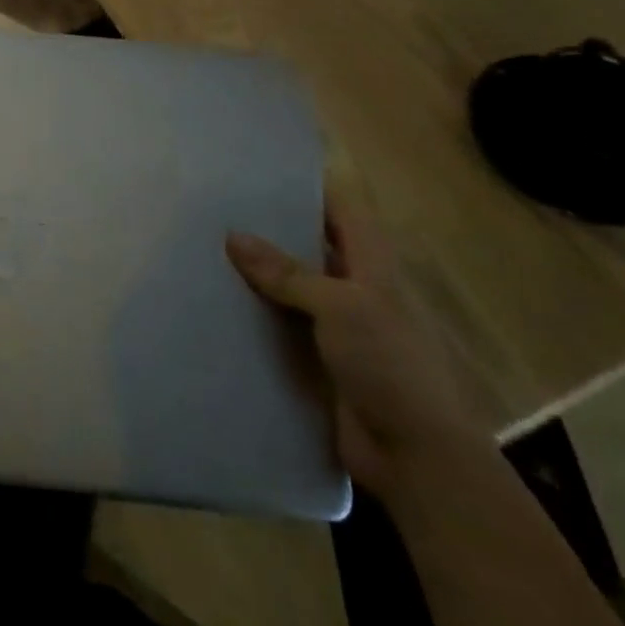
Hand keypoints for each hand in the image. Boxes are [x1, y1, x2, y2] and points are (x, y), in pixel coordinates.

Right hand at [225, 186, 481, 499]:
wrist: (417, 457)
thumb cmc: (391, 366)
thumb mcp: (342, 308)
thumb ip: (288, 273)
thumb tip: (233, 236)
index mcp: (374, 266)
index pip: (343, 209)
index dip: (311, 185)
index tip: (264, 168)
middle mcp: (357, 288)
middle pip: (313, 245)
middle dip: (272, 227)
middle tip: (219, 205)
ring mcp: (340, 327)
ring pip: (293, 286)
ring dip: (259, 272)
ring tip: (207, 247)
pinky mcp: (320, 359)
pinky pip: (282, 325)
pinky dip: (256, 313)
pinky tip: (218, 302)